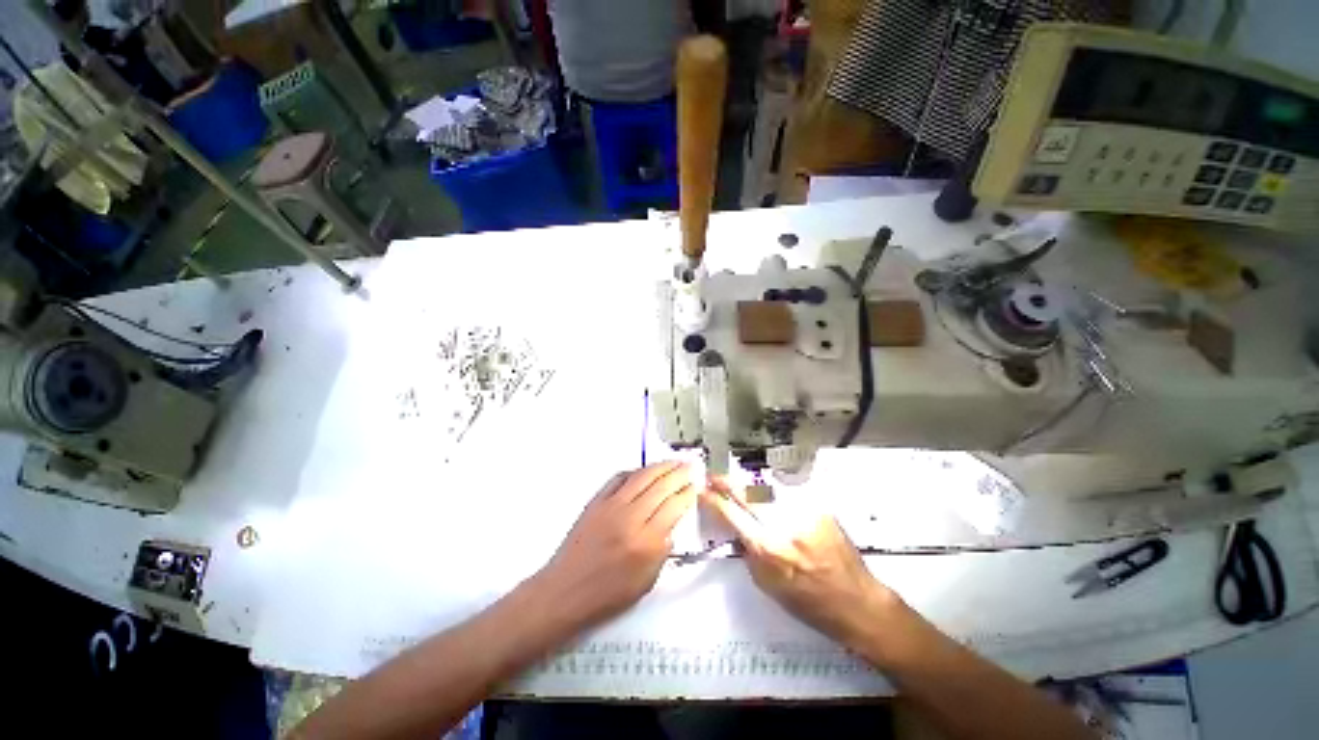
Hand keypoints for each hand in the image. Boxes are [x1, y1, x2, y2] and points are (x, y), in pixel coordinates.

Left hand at [532, 461, 697, 628]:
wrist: (565, 591)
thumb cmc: (607, 595)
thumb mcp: (646, 581)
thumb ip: (662, 550)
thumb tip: (670, 525)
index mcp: (646, 541)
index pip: (674, 507)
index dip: (688, 493)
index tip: (695, 486)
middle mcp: (630, 518)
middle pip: (661, 486)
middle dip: (679, 473)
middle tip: (691, 466)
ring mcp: (611, 505)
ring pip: (642, 476)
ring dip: (661, 466)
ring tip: (674, 462)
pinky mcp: (596, 501)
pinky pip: (619, 478)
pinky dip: (635, 471)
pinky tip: (644, 472)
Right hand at [703, 482, 900, 646]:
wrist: (857, 602)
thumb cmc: (809, 603)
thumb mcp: (768, 586)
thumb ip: (749, 553)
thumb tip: (736, 528)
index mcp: (769, 550)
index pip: (733, 516)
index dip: (715, 501)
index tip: (703, 491)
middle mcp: (785, 526)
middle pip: (748, 495)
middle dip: (727, 483)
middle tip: (714, 477)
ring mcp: (804, 514)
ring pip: (768, 490)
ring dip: (749, 487)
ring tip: (739, 486)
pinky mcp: (820, 508)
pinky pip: (789, 495)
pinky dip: (775, 494)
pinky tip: (769, 496)